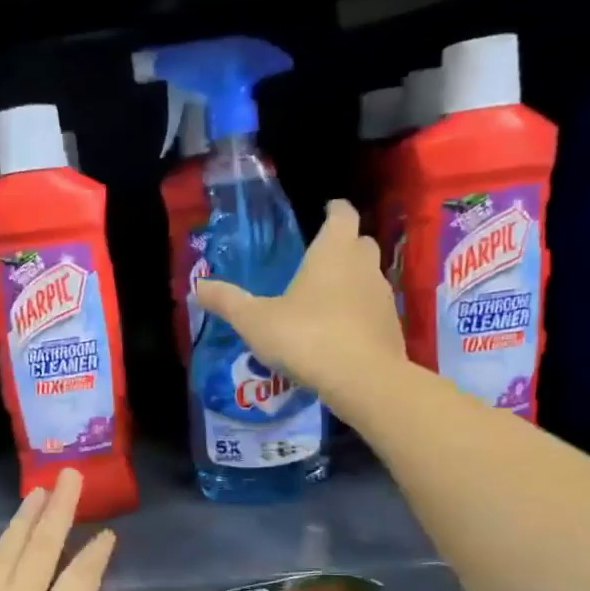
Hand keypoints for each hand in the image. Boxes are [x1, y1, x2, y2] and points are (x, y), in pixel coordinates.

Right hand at [196, 199, 407, 416]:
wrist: (362, 379)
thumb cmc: (306, 337)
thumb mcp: (255, 321)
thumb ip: (228, 301)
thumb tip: (197, 286)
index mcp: (333, 252)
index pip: (342, 215)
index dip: (334, 211)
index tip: (325, 211)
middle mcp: (363, 266)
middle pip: (360, 243)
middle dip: (344, 246)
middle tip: (320, 260)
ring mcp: (383, 297)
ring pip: (369, 278)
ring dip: (352, 282)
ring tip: (326, 301)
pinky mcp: (392, 327)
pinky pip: (374, 311)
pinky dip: (359, 314)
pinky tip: (340, 334)